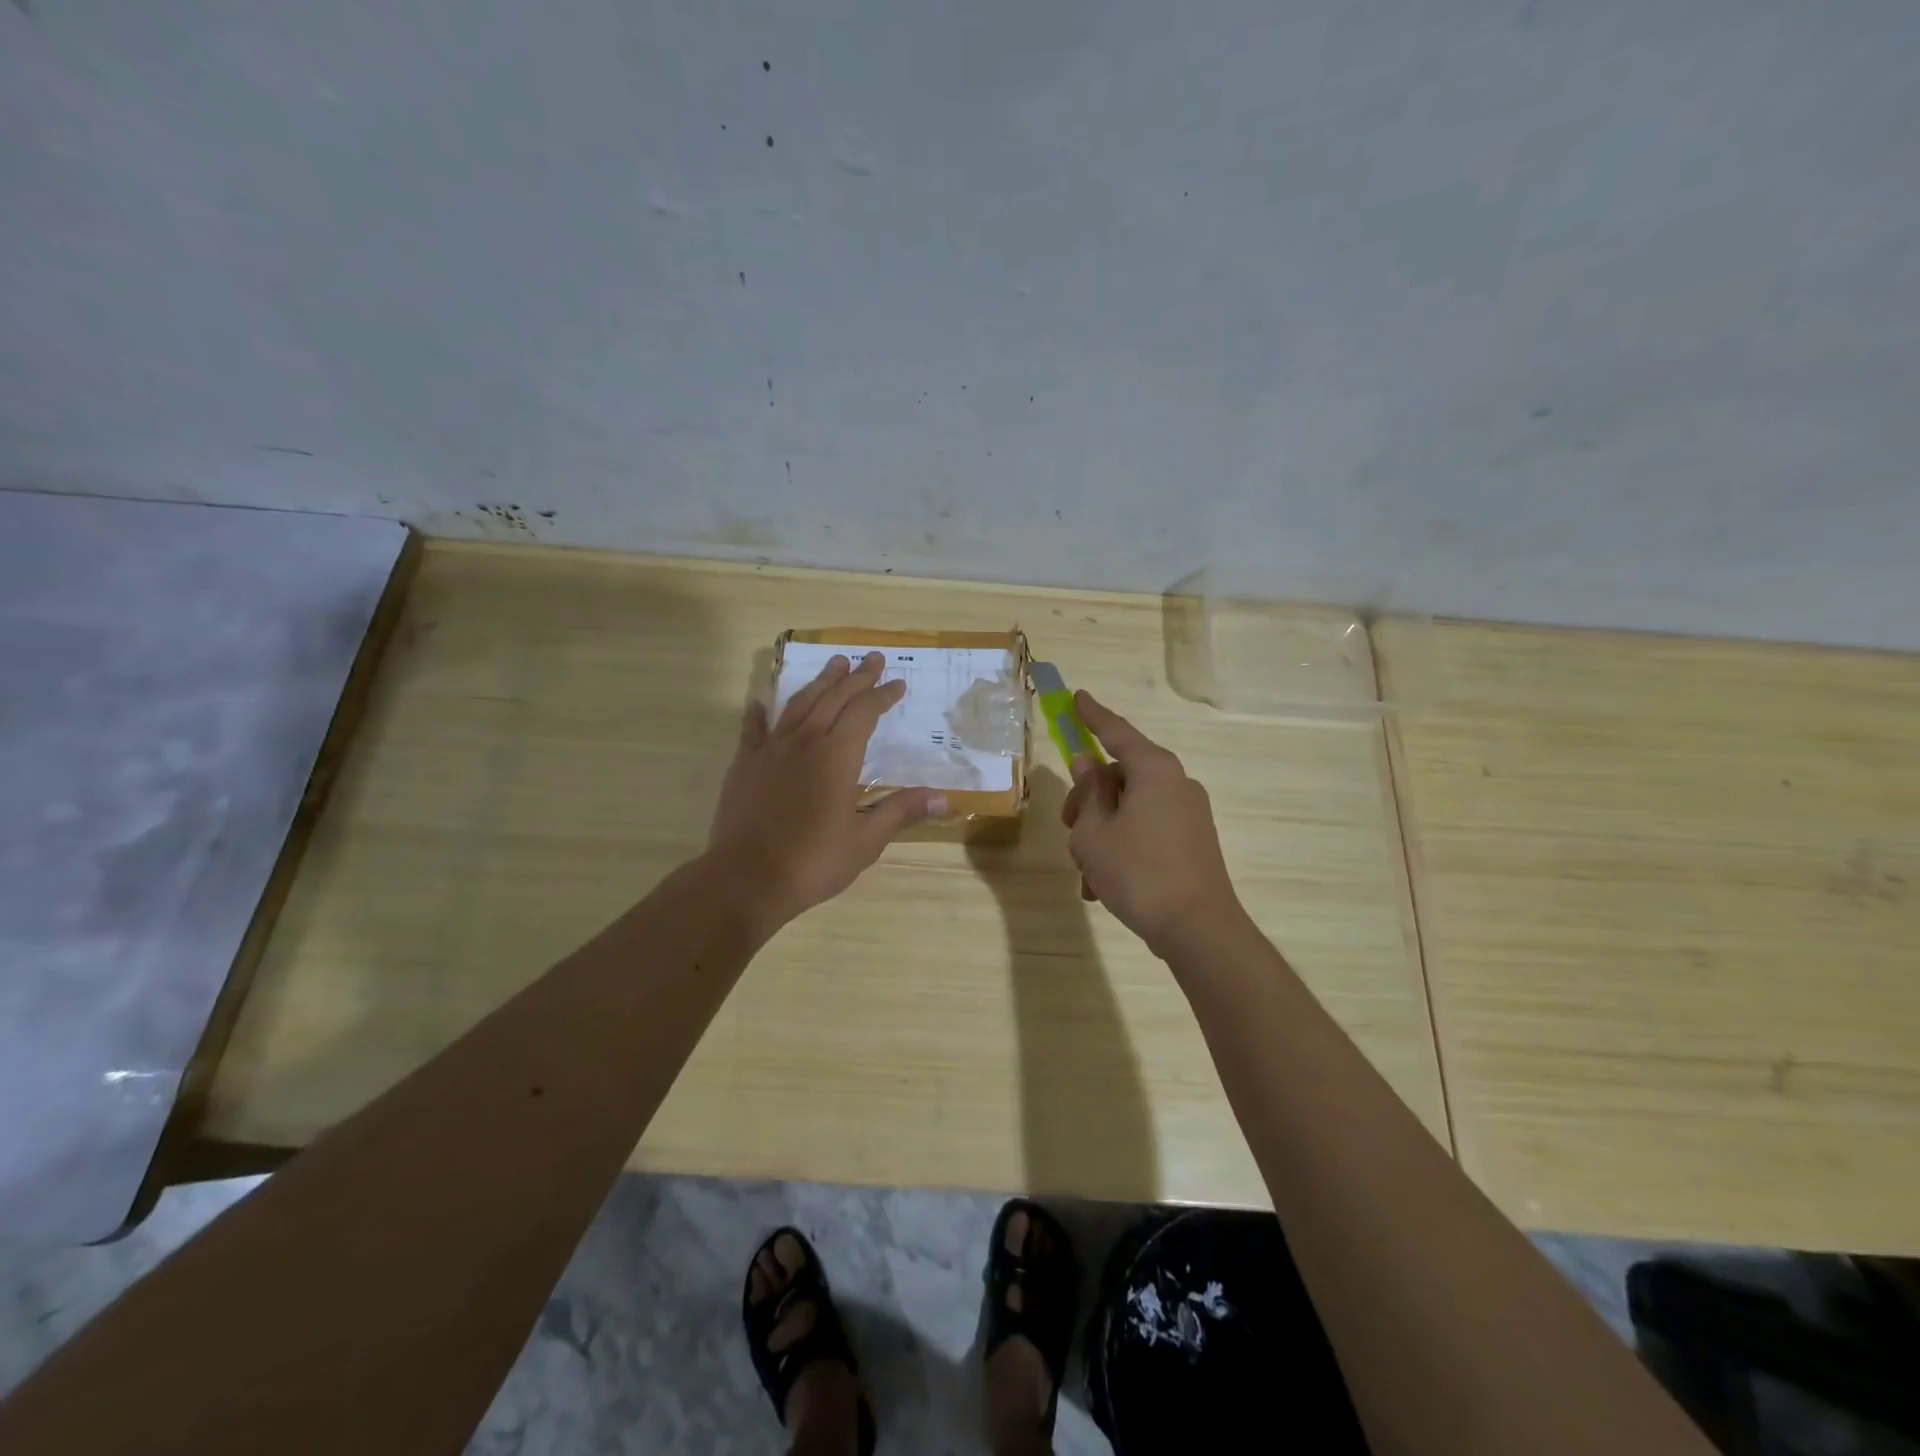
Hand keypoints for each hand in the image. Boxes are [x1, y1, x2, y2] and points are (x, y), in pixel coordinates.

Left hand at [708, 652, 947, 930]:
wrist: (746, 879)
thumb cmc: (812, 862)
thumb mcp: (865, 841)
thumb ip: (900, 812)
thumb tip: (944, 799)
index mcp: (838, 756)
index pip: (865, 712)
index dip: (882, 695)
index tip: (898, 683)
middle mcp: (805, 741)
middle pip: (834, 698)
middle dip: (856, 677)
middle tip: (871, 657)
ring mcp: (771, 750)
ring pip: (799, 704)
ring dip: (819, 682)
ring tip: (834, 664)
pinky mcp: (744, 764)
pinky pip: (754, 729)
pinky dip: (760, 713)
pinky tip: (760, 702)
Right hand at [1060, 691, 1243, 955]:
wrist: (1197, 929)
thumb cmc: (1137, 872)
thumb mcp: (1094, 833)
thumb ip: (1088, 793)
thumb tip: (1088, 764)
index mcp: (1154, 770)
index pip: (1116, 732)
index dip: (1092, 715)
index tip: (1077, 697)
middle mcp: (1176, 783)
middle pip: (1120, 775)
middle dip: (1088, 799)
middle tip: (1067, 825)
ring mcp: (1188, 813)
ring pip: (1130, 808)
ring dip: (1101, 832)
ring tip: (1085, 874)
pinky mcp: (1192, 840)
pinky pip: (1147, 830)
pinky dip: (1122, 847)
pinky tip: (1102, 887)